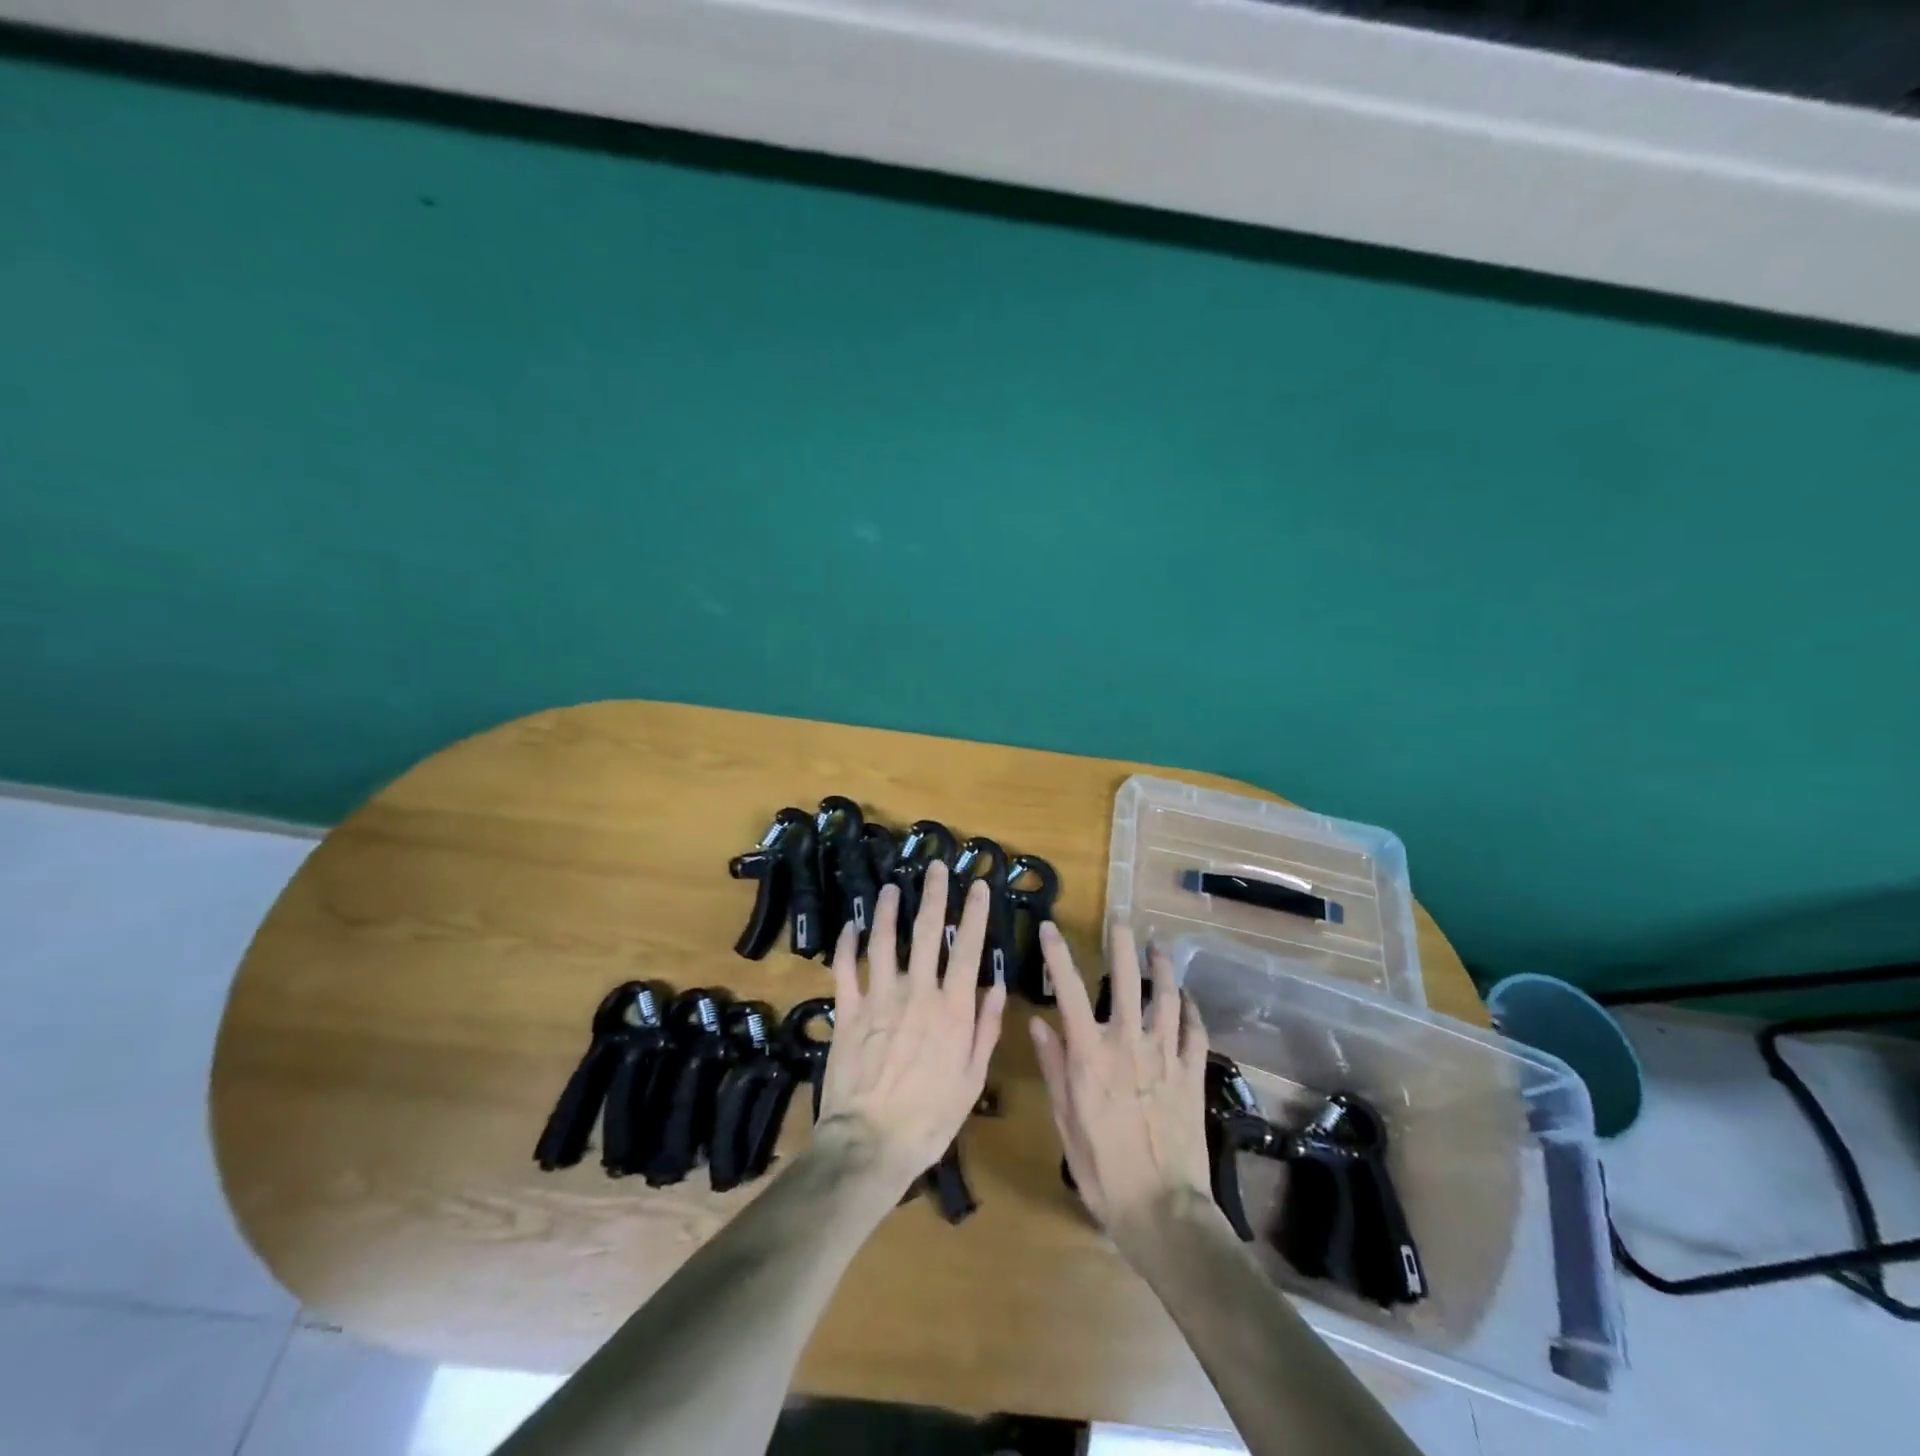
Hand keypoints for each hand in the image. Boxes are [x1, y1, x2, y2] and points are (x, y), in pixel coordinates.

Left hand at [817, 862, 1006, 1191]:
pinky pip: (846, 968)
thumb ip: (986, 1028)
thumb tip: (997, 985)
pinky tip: (851, 926)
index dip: (973, 913)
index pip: (967, 949)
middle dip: (933, 894)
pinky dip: (848, 944)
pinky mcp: (848, 1011)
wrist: (871, 1143)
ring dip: (887, 910)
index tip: (978, 884)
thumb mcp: (972, 1079)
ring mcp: (879, 998)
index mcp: (952, 1009)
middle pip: (927, 932)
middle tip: (935, 866)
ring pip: (884, 940)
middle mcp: (917, 992)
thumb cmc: (930, 1118)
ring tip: (891, 887)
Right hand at [1030, 921, 1214, 1243]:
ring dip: (1163, 968)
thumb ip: (1053, 1068)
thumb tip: (1038, 1024)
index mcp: (1090, 1054)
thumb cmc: (1103, 1169)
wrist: (1162, 1210)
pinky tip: (1188, 997)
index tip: (1051, 927)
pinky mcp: (1191, 1074)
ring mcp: (1165, 1056)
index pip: (1070, 991)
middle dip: (1122, 944)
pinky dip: (1192, 1009)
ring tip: (1159, 946)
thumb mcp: (1065, 1121)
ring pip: (1167, 997)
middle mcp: (1128, 1044)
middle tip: (1122, 919)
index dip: (1058, 955)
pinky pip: (1195, 1031)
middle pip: (1126, 981)